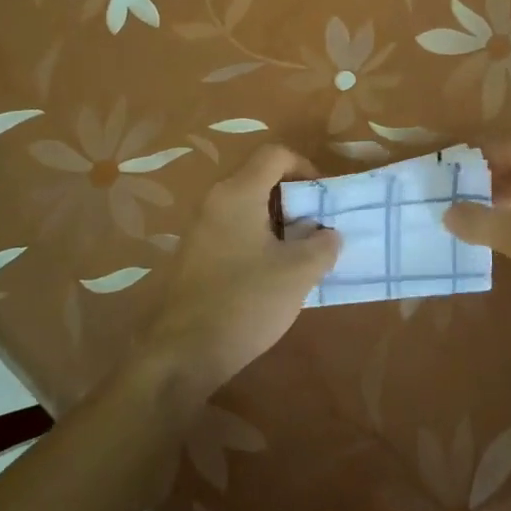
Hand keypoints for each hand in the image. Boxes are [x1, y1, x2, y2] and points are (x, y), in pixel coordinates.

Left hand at [135, 144, 340, 403]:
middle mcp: (214, 201)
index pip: (275, 155)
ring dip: (278, 222)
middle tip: (317, 228)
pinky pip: (233, 230)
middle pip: (260, 178)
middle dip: (294, 198)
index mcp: (238, 193)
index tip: (323, 199)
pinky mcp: (194, 255)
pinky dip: (258, 239)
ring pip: (247, 207)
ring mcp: (200, 229)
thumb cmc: (244, 302)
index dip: (305, 167)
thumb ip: (323, 245)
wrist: (182, 355)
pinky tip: (271, 275)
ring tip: (299, 254)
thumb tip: (329, 234)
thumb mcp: (298, 273)